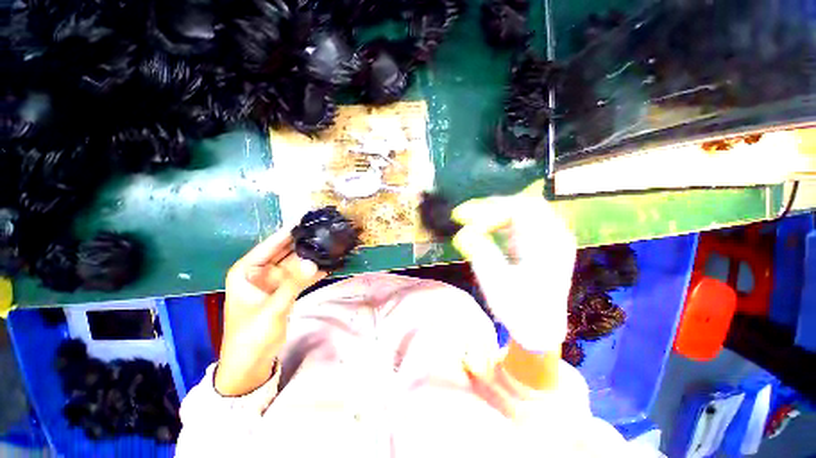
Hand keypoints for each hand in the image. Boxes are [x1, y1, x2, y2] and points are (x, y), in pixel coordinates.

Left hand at [215, 228, 326, 395]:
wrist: (251, 364)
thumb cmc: (251, 336)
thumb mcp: (271, 309)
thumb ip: (293, 284)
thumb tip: (314, 262)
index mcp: (247, 271)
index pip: (270, 245)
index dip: (288, 233)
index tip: (307, 221)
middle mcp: (261, 272)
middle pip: (285, 252)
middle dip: (304, 243)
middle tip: (325, 231)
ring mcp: (275, 281)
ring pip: (296, 264)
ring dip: (312, 257)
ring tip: (331, 245)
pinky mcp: (285, 290)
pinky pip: (301, 276)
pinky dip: (314, 272)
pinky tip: (329, 264)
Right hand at [452, 195, 576, 353]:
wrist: (541, 329)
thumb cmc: (521, 311)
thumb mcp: (498, 284)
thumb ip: (481, 254)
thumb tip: (462, 232)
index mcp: (549, 246)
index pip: (520, 211)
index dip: (489, 210)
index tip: (464, 218)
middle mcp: (554, 237)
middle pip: (523, 205)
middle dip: (491, 206)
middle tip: (465, 214)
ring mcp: (549, 239)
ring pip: (522, 211)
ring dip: (495, 212)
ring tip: (471, 219)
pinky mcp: (540, 243)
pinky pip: (520, 222)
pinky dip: (500, 221)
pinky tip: (485, 228)